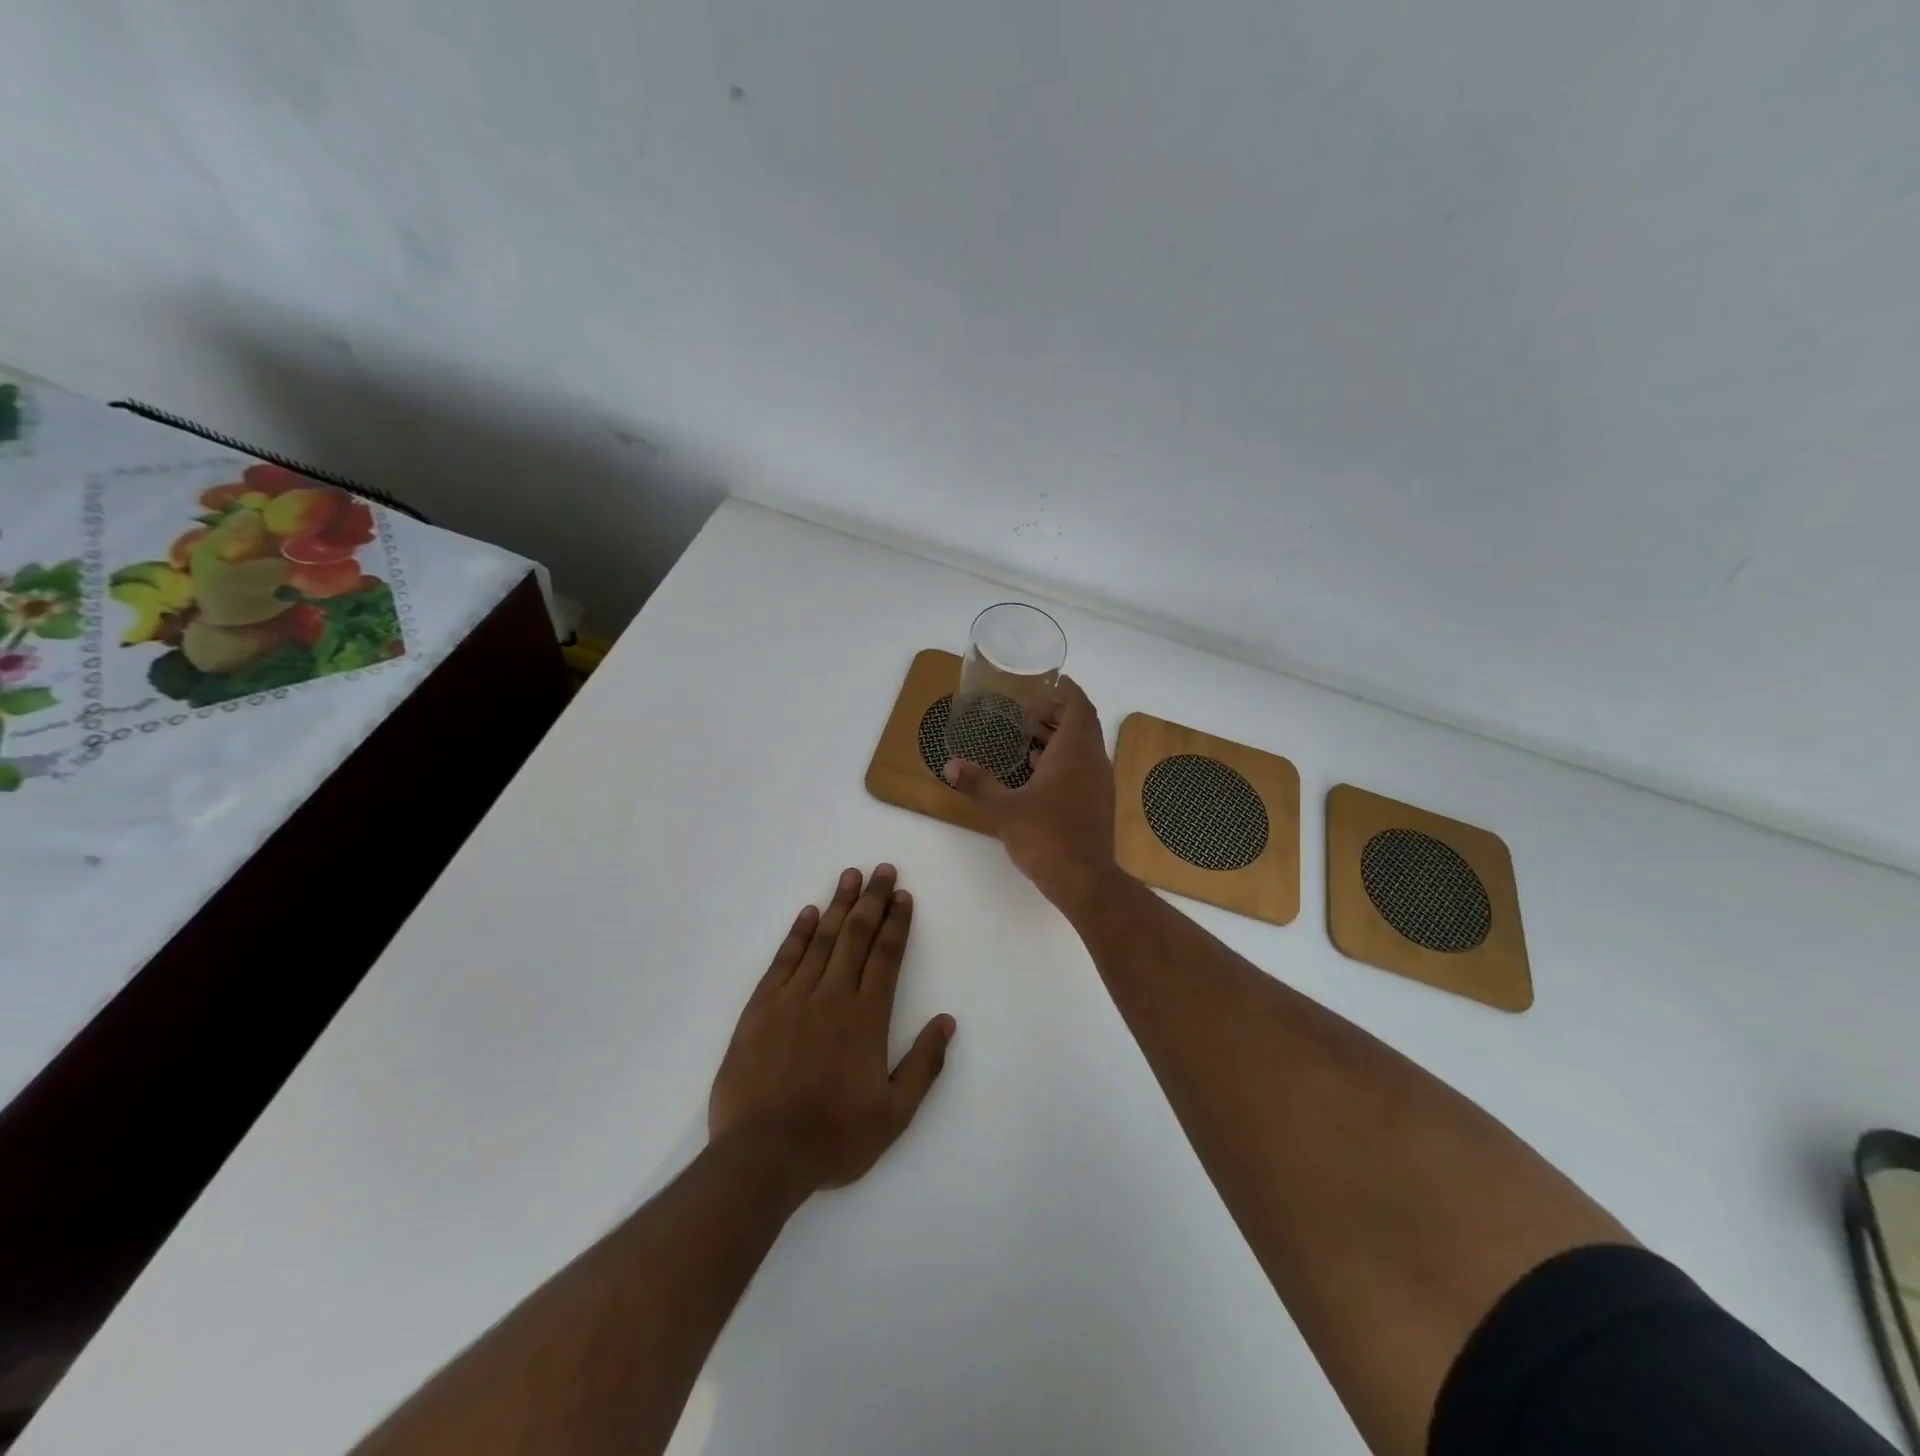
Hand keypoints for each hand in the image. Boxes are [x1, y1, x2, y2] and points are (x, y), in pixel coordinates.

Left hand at [709, 865, 954, 1194]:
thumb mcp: (895, 1114)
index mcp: (867, 1018)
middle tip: (882, 870)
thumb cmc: (834, 1138)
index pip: (887, 956)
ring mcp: (793, 999)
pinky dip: (797, 934)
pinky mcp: (760, 1009)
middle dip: (872, 900)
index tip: (903, 895)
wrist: (762, 1157)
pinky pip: (783, 961)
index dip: (897, 923)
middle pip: (856, 936)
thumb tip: (947, 1021)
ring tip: (850, 876)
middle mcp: (832, 997)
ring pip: (821, 940)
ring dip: (839, 906)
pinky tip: (808, 914)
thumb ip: (924, 1065)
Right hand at [943, 675, 1121, 918]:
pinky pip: (1082, 769)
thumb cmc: (1046, 835)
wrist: (1084, 879)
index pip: (1079, 707)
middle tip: (1029, 708)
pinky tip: (1037, 773)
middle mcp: (1092, 761)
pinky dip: (1063, 761)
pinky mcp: (1097, 804)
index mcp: (1074, 752)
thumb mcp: (1005, 808)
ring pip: (1082, 749)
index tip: (1054, 680)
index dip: (1069, 690)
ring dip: (1060, 738)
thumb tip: (950, 765)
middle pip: (1081, 725)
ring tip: (1028, 737)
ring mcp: (1098, 784)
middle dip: (1058, 713)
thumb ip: (978, 784)